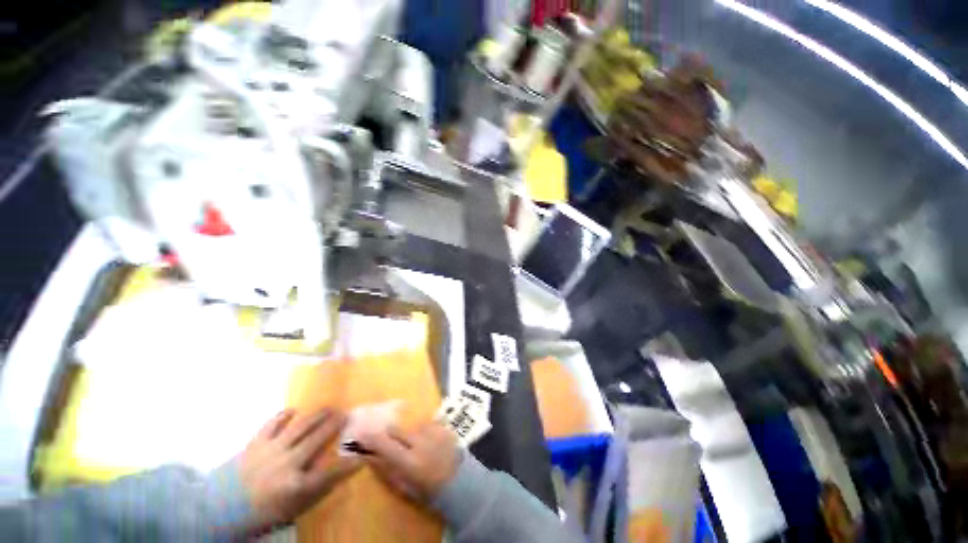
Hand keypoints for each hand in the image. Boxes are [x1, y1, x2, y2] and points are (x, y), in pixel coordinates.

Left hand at [239, 408, 358, 529]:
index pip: (331, 472)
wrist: (216, 512)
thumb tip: (338, 472)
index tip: (364, 454)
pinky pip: (272, 424)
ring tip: (330, 407)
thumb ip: (315, 490)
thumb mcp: (290, 509)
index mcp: (295, 486)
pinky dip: (284, 415)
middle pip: (317, 439)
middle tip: (347, 413)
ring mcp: (270, 451)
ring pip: (301, 427)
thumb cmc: (259, 513)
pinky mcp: (255, 443)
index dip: (350, 462)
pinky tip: (293, 410)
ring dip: (318, 415)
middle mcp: (286, 464)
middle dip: (335, 425)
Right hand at [357, 422, 459, 502]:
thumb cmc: (429, 488)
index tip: (361, 434)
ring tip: (416, 443)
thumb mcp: (404, 486)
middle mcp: (420, 442)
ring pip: (412, 425)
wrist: (459, 480)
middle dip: (389, 433)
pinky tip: (428, 439)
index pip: (384, 445)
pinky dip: (424, 430)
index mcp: (409, 461)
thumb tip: (370, 456)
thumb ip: (387, 470)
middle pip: (397, 429)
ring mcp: (433, 431)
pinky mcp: (443, 426)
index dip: (371, 439)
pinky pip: (427, 423)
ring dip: (410, 433)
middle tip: (388, 439)